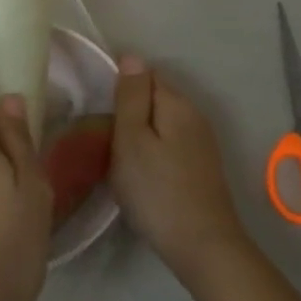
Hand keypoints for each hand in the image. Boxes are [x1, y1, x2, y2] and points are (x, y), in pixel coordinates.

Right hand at [111, 55, 252, 292]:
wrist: (202, 245)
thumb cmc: (157, 191)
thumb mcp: (132, 139)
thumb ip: (131, 97)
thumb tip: (132, 56)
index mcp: (177, 103)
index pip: (145, 75)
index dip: (119, 90)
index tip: (99, 116)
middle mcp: (195, 115)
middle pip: (154, 99)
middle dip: (128, 114)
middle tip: (103, 142)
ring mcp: (201, 143)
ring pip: (161, 125)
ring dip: (139, 136)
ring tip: (117, 161)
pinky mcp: (201, 167)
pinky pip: (169, 145)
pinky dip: (152, 154)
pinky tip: (141, 176)